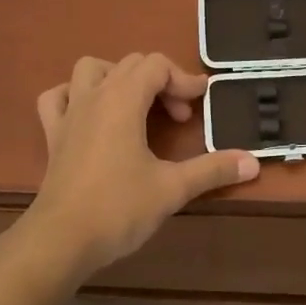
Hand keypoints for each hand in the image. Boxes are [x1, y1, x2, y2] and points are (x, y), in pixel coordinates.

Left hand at [16, 53, 259, 284]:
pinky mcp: (53, 135)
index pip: (156, 65)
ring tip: (136, 104)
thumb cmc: (118, 208)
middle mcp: (94, 96)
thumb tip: (253, 162)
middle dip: (160, 82)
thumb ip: (212, 170)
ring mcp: (69, 113)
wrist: (61, 240)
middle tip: (179, 118)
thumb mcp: (172, 188)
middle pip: (130, 64)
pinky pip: (57, 98)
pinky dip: (74, 95)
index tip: (200, 105)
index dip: (183, 79)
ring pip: (90, 69)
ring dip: (116, 77)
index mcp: (123, 99)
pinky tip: (89, 114)